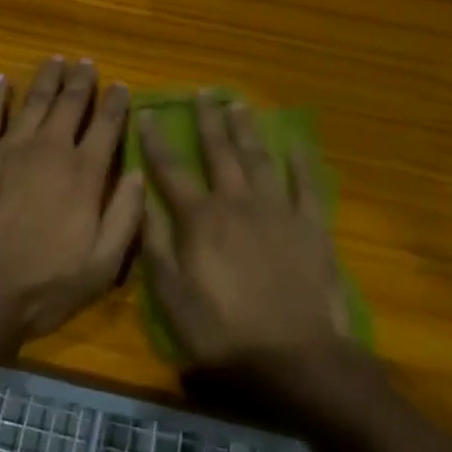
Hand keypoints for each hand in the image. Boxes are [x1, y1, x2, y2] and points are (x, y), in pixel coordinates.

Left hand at [0, 59, 142, 349]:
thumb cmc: (41, 286)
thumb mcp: (101, 265)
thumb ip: (125, 216)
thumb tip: (139, 174)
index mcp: (84, 174)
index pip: (107, 127)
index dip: (116, 103)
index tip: (121, 85)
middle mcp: (50, 150)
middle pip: (70, 104)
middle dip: (82, 81)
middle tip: (87, 63)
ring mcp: (10, 148)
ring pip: (34, 102)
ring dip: (47, 79)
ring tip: (56, 60)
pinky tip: (2, 80)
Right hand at [138, 94, 350, 373]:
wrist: (295, 358)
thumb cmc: (224, 334)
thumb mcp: (173, 298)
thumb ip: (156, 246)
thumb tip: (141, 201)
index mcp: (200, 219)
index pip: (171, 170)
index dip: (156, 141)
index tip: (147, 113)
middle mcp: (237, 203)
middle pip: (219, 152)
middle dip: (208, 120)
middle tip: (203, 93)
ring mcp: (277, 210)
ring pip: (258, 158)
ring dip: (246, 130)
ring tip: (238, 105)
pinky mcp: (310, 225)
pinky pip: (305, 184)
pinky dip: (300, 161)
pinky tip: (295, 142)